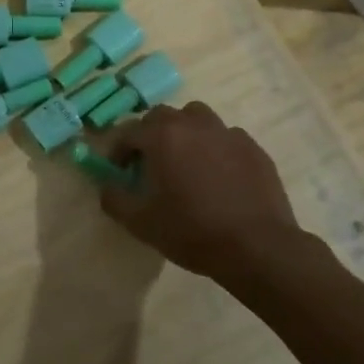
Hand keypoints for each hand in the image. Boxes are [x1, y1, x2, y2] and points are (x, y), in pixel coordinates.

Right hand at [101, 102, 309, 282]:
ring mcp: (227, 133)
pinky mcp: (253, 148)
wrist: (257, 247)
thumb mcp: (141, 223)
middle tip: (150, 163)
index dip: (118, 149)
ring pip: (197, 118)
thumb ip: (115, 199)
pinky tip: (218, 175)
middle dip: (150, 134)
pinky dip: (215, 148)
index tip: (118, 170)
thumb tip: (107, 186)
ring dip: (185, 132)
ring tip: (185, 161)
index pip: (129, 131)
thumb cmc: (193, 232)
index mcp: (163, 137)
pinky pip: (225, 137)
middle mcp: (193, 125)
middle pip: (163, 116)